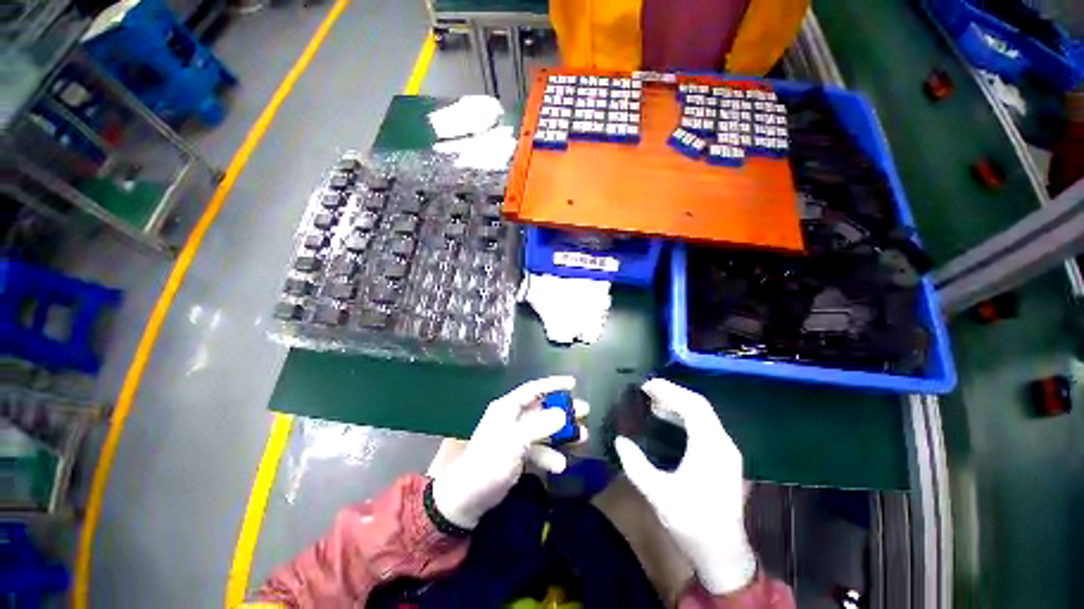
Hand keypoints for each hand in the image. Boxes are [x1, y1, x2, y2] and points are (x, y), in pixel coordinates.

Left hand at [432, 376, 588, 528]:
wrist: (467, 499)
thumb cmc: (489, 464)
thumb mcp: (514, 444)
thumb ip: (539, 427)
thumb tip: (563, 414)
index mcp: (507, 408)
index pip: (533, 389)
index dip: (553, 384)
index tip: (573, 383)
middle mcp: (513, 417)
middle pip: (543, 408)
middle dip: (564, 410)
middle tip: (585, 411)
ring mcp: (516, 436)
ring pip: (544, 428)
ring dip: (562, 433)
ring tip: (583, 437)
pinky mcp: (517, 453)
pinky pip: (539, 448)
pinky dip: (550, 454)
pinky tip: (560, 465)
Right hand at [613, 379, 754, 594]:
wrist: (724, 555)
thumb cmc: (692, 523)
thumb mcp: (658, 494)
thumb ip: (636, 465)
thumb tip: (620, 440)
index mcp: (710, 448)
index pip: (693, 406)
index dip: (670, 391)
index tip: (646, 385)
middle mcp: (723, 444)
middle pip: (699, 405)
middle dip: (673, 393)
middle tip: (647, 390)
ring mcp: (726, 451)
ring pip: (703, 415)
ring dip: (679, 403)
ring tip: (653, 402)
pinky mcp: (723, 458)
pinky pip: (704, 426)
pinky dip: (685, 416)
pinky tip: (669, 420)